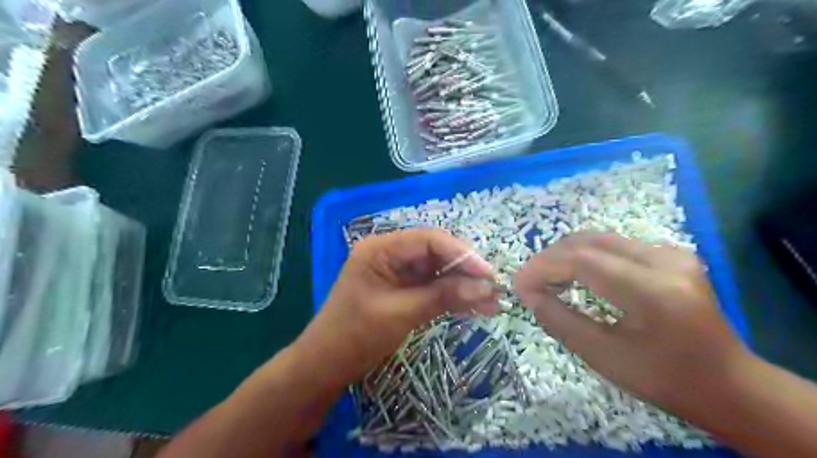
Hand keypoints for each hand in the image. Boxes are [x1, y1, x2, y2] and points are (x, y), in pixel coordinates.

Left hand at [296, 228, 497, 388]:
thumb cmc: (355, 336)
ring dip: (464, 286)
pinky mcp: (403, 289)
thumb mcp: (400, 313)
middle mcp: (391, 254)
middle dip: (466, 271)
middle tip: (495, 289)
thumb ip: (442, 296)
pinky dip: (452, 297)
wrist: (326, 365)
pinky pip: (433, 288)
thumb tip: (486, 287)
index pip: (429, 240)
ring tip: (493, 302)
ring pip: (439, 272)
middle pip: (437, 254)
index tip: (488, 274)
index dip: (462, 254)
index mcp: (381, 248)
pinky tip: (476, 308)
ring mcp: (398, 272)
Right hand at [517, 233, 751, 411]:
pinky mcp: (670, 254)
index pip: (582, 260)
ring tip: (546, 279)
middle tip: (529, 282)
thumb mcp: (605, 357)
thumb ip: (560, 321)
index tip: (519, 285)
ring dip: (565, 255)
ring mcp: (671, 253)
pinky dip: (585, 256)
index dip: (543, 268)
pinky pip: (614, 246)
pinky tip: (574, 275)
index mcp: (654, 292)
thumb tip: (528, 295)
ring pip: (599, 239)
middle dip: (550, 259)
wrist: (729, 383)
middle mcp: (665, 260)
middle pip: (589, 242)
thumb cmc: (666, 379)